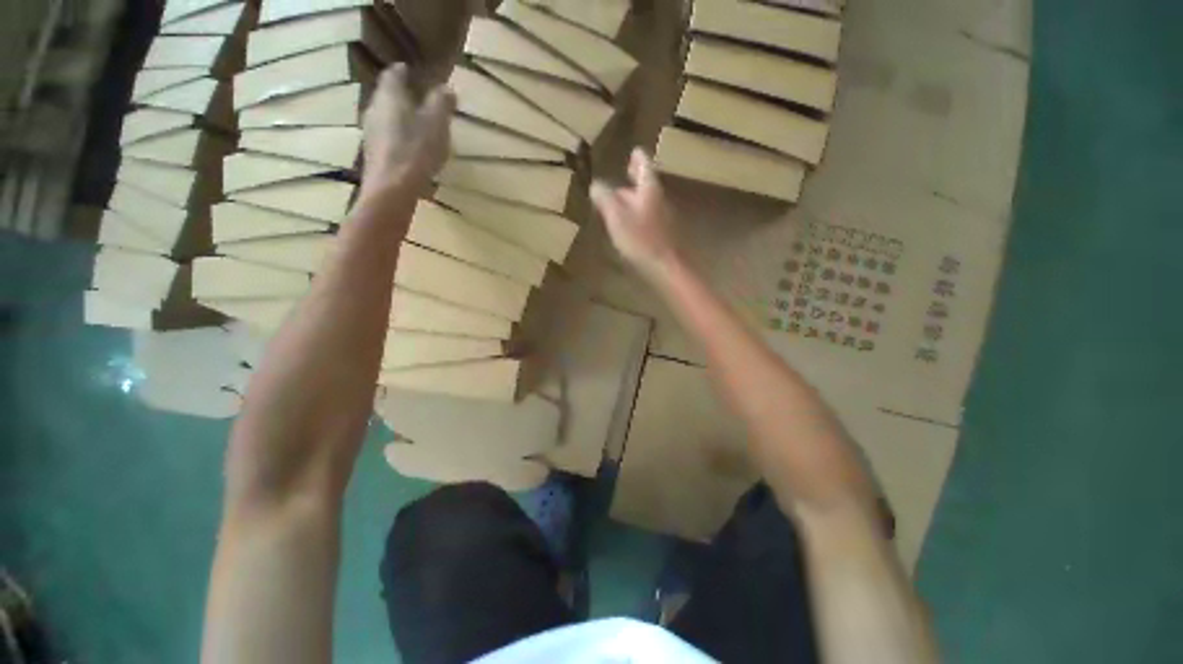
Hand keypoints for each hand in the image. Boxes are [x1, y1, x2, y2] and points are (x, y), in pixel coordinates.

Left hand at [358, 63, 454, 204]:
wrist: (392, 188)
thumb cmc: (416, 149)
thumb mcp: (437, 123)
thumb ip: (442, 103)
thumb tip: (447, 88)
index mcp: (390, 95)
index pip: (394, 74)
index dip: (403, 72)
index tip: (412, 72)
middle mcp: (375, 108)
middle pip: (388, 96)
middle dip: (403, 97)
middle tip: (419, 102)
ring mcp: (370, 133)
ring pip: (386, 118)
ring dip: (401, 120)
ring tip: (418, 129)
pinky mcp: (373, 154)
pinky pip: (387, 139)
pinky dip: (399, 139)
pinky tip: (411, 152)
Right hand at [591, 148, 681, 279]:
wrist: (666, 264)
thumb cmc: (640, 239)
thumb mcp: (616, 217)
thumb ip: (605, 198)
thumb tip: (595, 184)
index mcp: (649, 189)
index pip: (644, 165)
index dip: (637, 158)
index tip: (633, 152)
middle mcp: (659, 198)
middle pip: (646, 184)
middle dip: (634, 179)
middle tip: (624, 175)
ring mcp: (664, 216)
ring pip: (647, 201)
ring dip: (635, 198)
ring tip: (620, 201)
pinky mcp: (664, 232)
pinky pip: (649, 216)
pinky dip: (638, 213)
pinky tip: (630, 224)